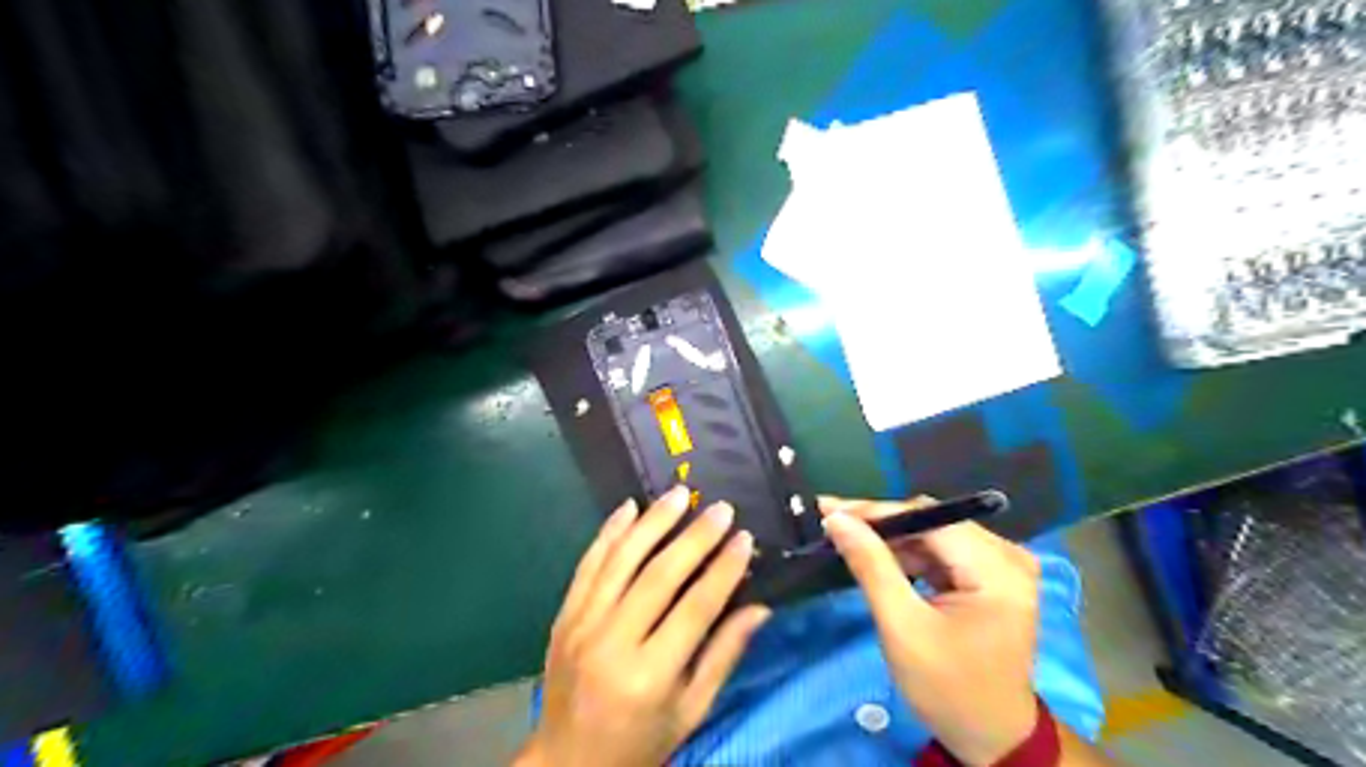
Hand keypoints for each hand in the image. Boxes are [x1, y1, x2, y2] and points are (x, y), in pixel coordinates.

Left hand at [514, 489, 766, 763]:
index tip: (744, 538)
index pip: (695, 608)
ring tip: (679, 493)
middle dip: (694, 537)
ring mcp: (582, 625)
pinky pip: (588, 564)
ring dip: (652, 521)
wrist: (566, 763)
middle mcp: (613, 642)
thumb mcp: (690, 711)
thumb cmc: (639, 742)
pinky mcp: (564, 615)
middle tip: (721, 508)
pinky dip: (609, 532)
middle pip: (658, 575)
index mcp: (650, 675)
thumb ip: (723, 656)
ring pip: (621, 559)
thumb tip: (760, 608)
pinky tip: (629, 508)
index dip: (723, 570)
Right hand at [815, 497, 1042, 766]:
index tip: (829, 508)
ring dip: (891, 539)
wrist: (992, 739)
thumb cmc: (948, 689)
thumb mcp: (902, 628)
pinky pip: (941, 552)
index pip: (930, 519)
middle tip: (832, 523)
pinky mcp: (991, 578)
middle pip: (933, 522)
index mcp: (998, 570)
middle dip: (881, 524)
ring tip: (847, 539)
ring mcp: (1002, 566)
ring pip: (934, 534)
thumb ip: (871, 566)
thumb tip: (838, 519)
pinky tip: (877, 557)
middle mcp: (1008, 557)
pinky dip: (908, 555)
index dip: (876, 511)